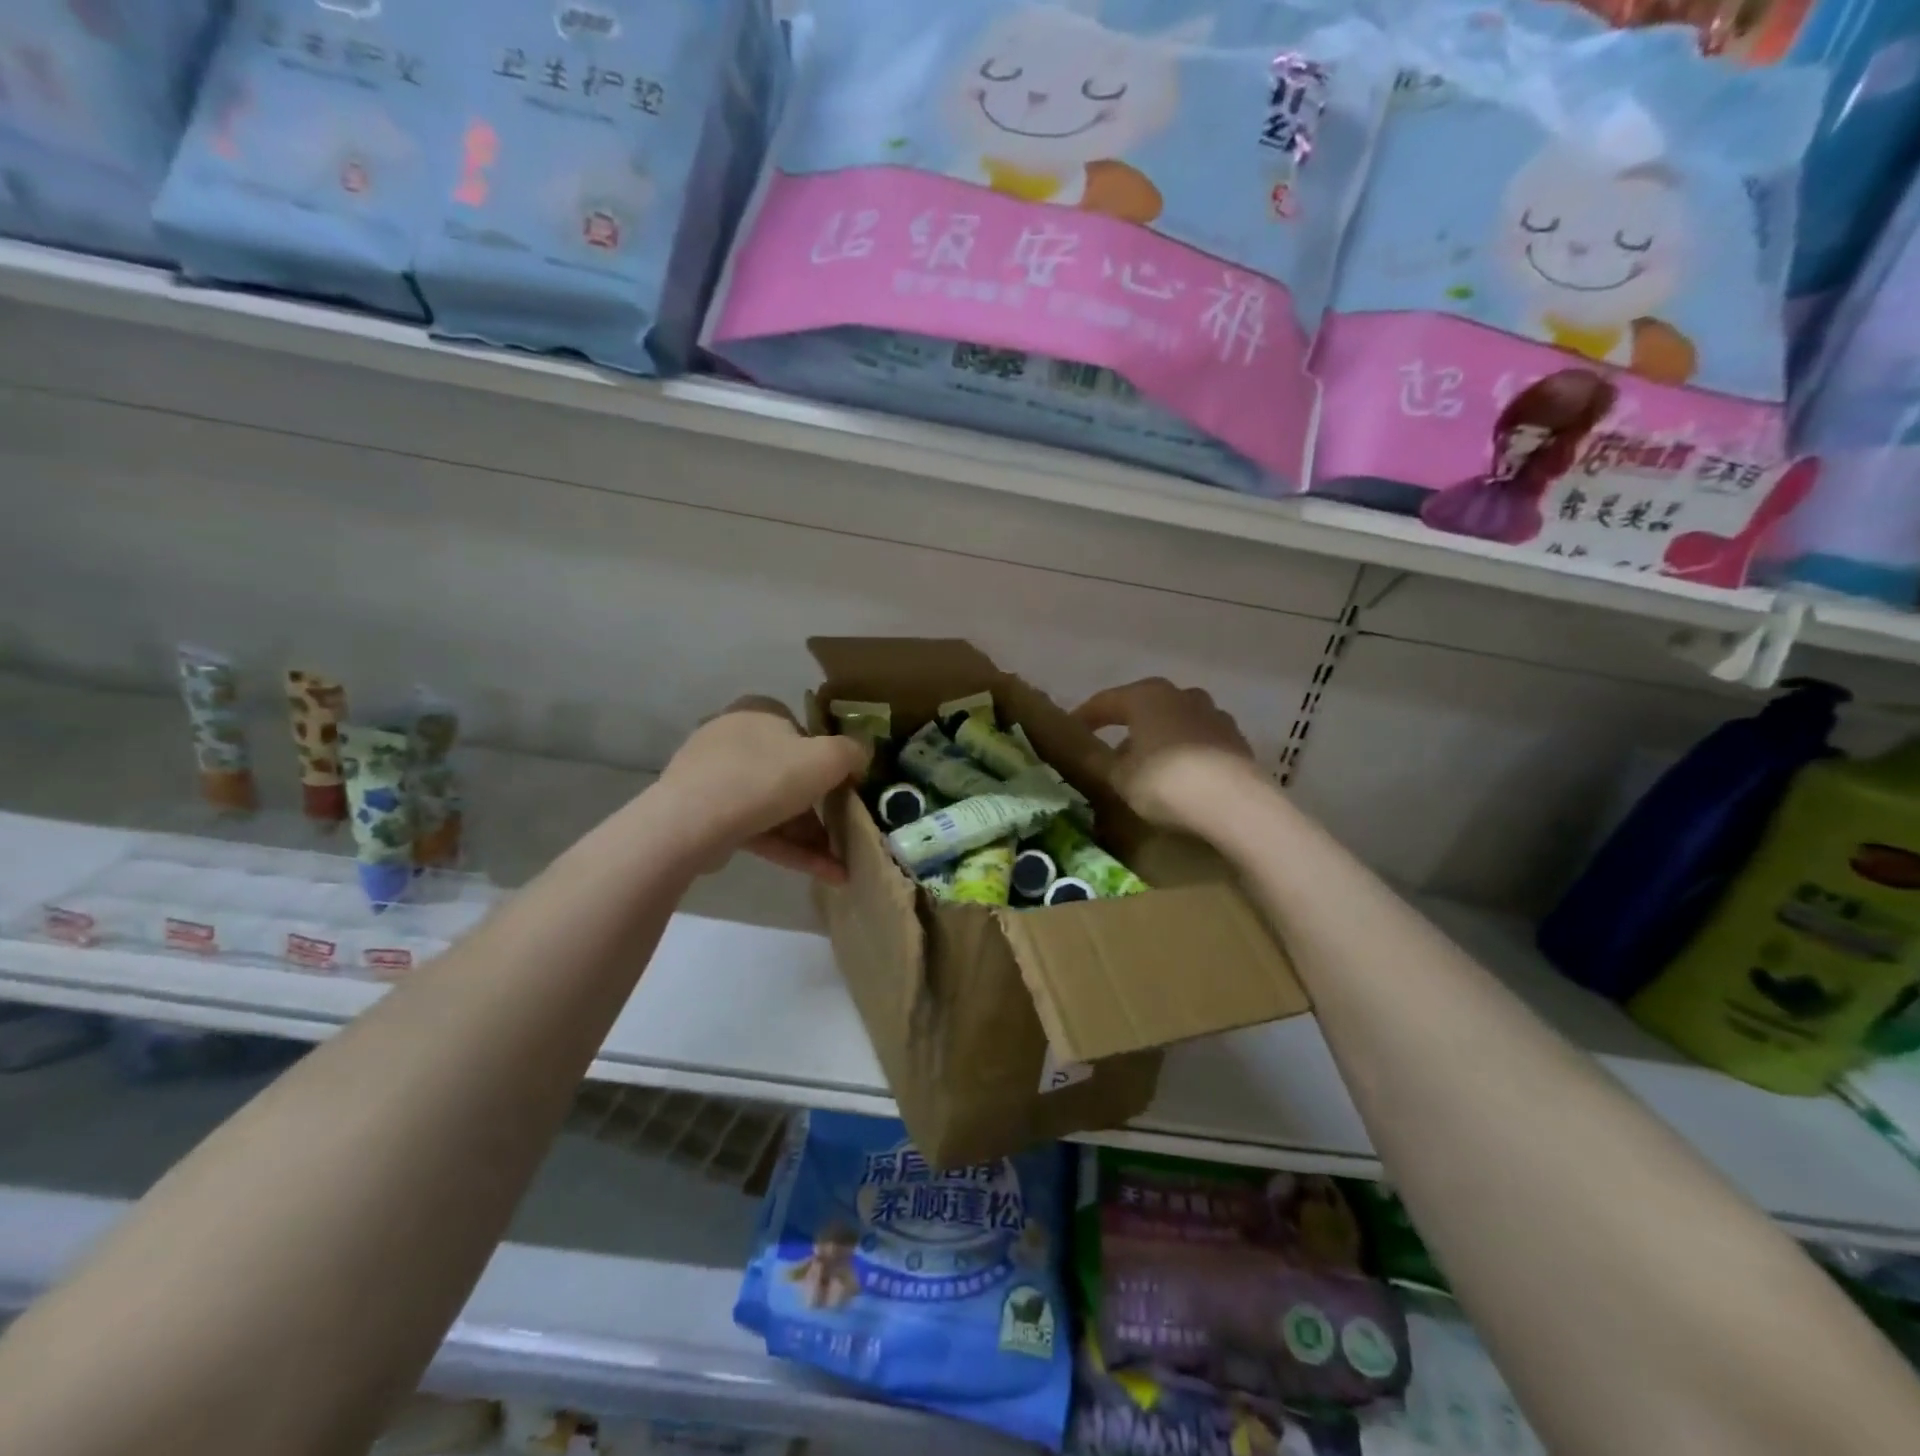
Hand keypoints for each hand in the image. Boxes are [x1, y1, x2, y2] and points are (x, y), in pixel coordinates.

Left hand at [658, 697, 870, 882]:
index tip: (846, 786)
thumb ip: (853, 752)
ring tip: (840, 866)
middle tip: (845, 831)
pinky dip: (790, 849)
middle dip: (821, 808)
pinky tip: (824, 874)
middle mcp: (733, 737)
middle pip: (788, 772)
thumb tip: (861, 757)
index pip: (801, 730)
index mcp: (758, 711)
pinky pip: (757, 829)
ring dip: (810, 835)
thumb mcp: (827, 758)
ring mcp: (715, 778)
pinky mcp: (706, 816)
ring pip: (774, 806)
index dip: (828, 758)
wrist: (692, 823)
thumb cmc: (765, 777)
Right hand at [1073, 678, 1263, 833]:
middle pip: (1144, 706)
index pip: (1106, 701)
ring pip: (1174, 721)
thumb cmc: (1166, 783)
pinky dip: (1183, 751)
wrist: (1237, 807)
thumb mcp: (1118, 778)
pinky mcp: (1236, 740)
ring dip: (1157, 737)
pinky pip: (1198, 740)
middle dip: (1125, 724)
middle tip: (1108, 747)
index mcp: (1147, 696)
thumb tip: (1077, 750)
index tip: (1070, 730)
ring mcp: (1214, 715)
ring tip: (1145, 763)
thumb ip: (1095, 761)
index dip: (1085, 716)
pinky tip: (1178, 774)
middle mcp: (1182, 695)